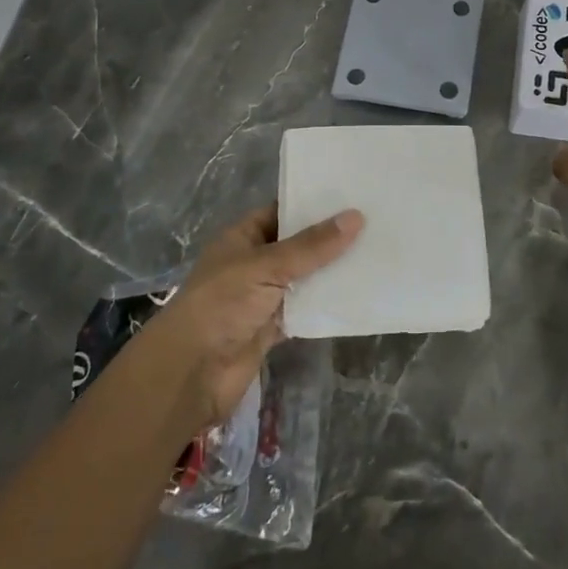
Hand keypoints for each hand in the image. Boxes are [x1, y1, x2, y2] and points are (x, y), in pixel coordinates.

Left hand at [131, 202, 362, 430]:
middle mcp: (253, 263)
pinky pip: (304, 309)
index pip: (281, 211)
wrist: (191, 373)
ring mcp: (263, 297)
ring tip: (376, 253)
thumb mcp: (267, 266)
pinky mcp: (272, 328)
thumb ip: (312, 246)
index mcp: (242, 237)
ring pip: (304, 278)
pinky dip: (325, 304)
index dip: (312, 203)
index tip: (352, 195)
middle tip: (375, 221)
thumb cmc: (222, 305)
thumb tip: (356, 216)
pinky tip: (358, 294)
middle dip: (329, 238)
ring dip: (331, 272)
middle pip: (297, 245)